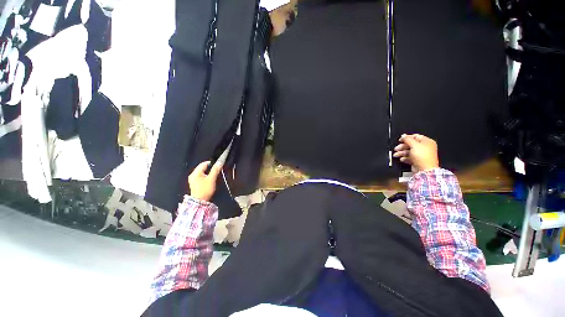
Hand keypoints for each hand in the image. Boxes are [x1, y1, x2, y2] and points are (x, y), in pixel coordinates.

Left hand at [188, 161, 223, 201]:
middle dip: (210, 168)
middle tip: (217, 170)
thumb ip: (215, 170)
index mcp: (195, 172)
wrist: (200, 202)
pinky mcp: (195, 183)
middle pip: (203, 167)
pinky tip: (210, 179)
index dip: (212, 163)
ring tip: (215, 175)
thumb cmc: (205, 189)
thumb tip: (220, 162)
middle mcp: (192, 175)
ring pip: (202, 172)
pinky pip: (201, 176)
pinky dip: (206, 176)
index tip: (218, 165)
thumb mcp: (212, 179)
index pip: (204, 163)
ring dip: (209, 172)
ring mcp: (193, 179)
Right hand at [393, 134, 438, 171]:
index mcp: (427, 142)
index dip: (407, 138)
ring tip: (396, 154)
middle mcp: (425, 147)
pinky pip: (410, 157)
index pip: (415, 137)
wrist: (425, 169)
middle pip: (411, 144)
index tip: (400, 140)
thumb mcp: (414, 145)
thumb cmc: (423, 157)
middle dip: (402, 147)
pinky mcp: (418, 160)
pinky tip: (402, 159)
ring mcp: (421, 154)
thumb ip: (408, 139)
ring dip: (402, 153)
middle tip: (397, 148)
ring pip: (409, 151)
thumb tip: (403, 136)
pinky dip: (405, 158)